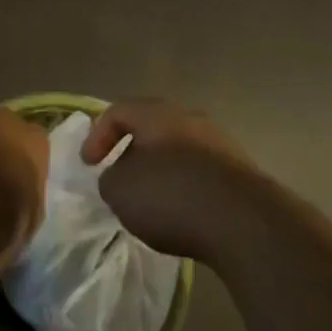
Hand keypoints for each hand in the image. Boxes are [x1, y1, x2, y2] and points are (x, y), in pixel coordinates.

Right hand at [82, 99, 260, 259]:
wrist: (242, 219)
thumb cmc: (170, 194)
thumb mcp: (120, 190)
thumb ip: (111, 178)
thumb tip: (121, 176)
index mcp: (157, 114)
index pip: (118, 111)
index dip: (97, 136)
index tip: (89, 166)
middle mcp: (189, 118)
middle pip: (152, 127)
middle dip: (133, 152)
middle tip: (121, 178)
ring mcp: (219, 142)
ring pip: (179, 149)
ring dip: (161, 170)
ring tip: (151, 201)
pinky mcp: (239, 171)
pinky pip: (201, 171)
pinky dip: (185, 186)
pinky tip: (182, 213)